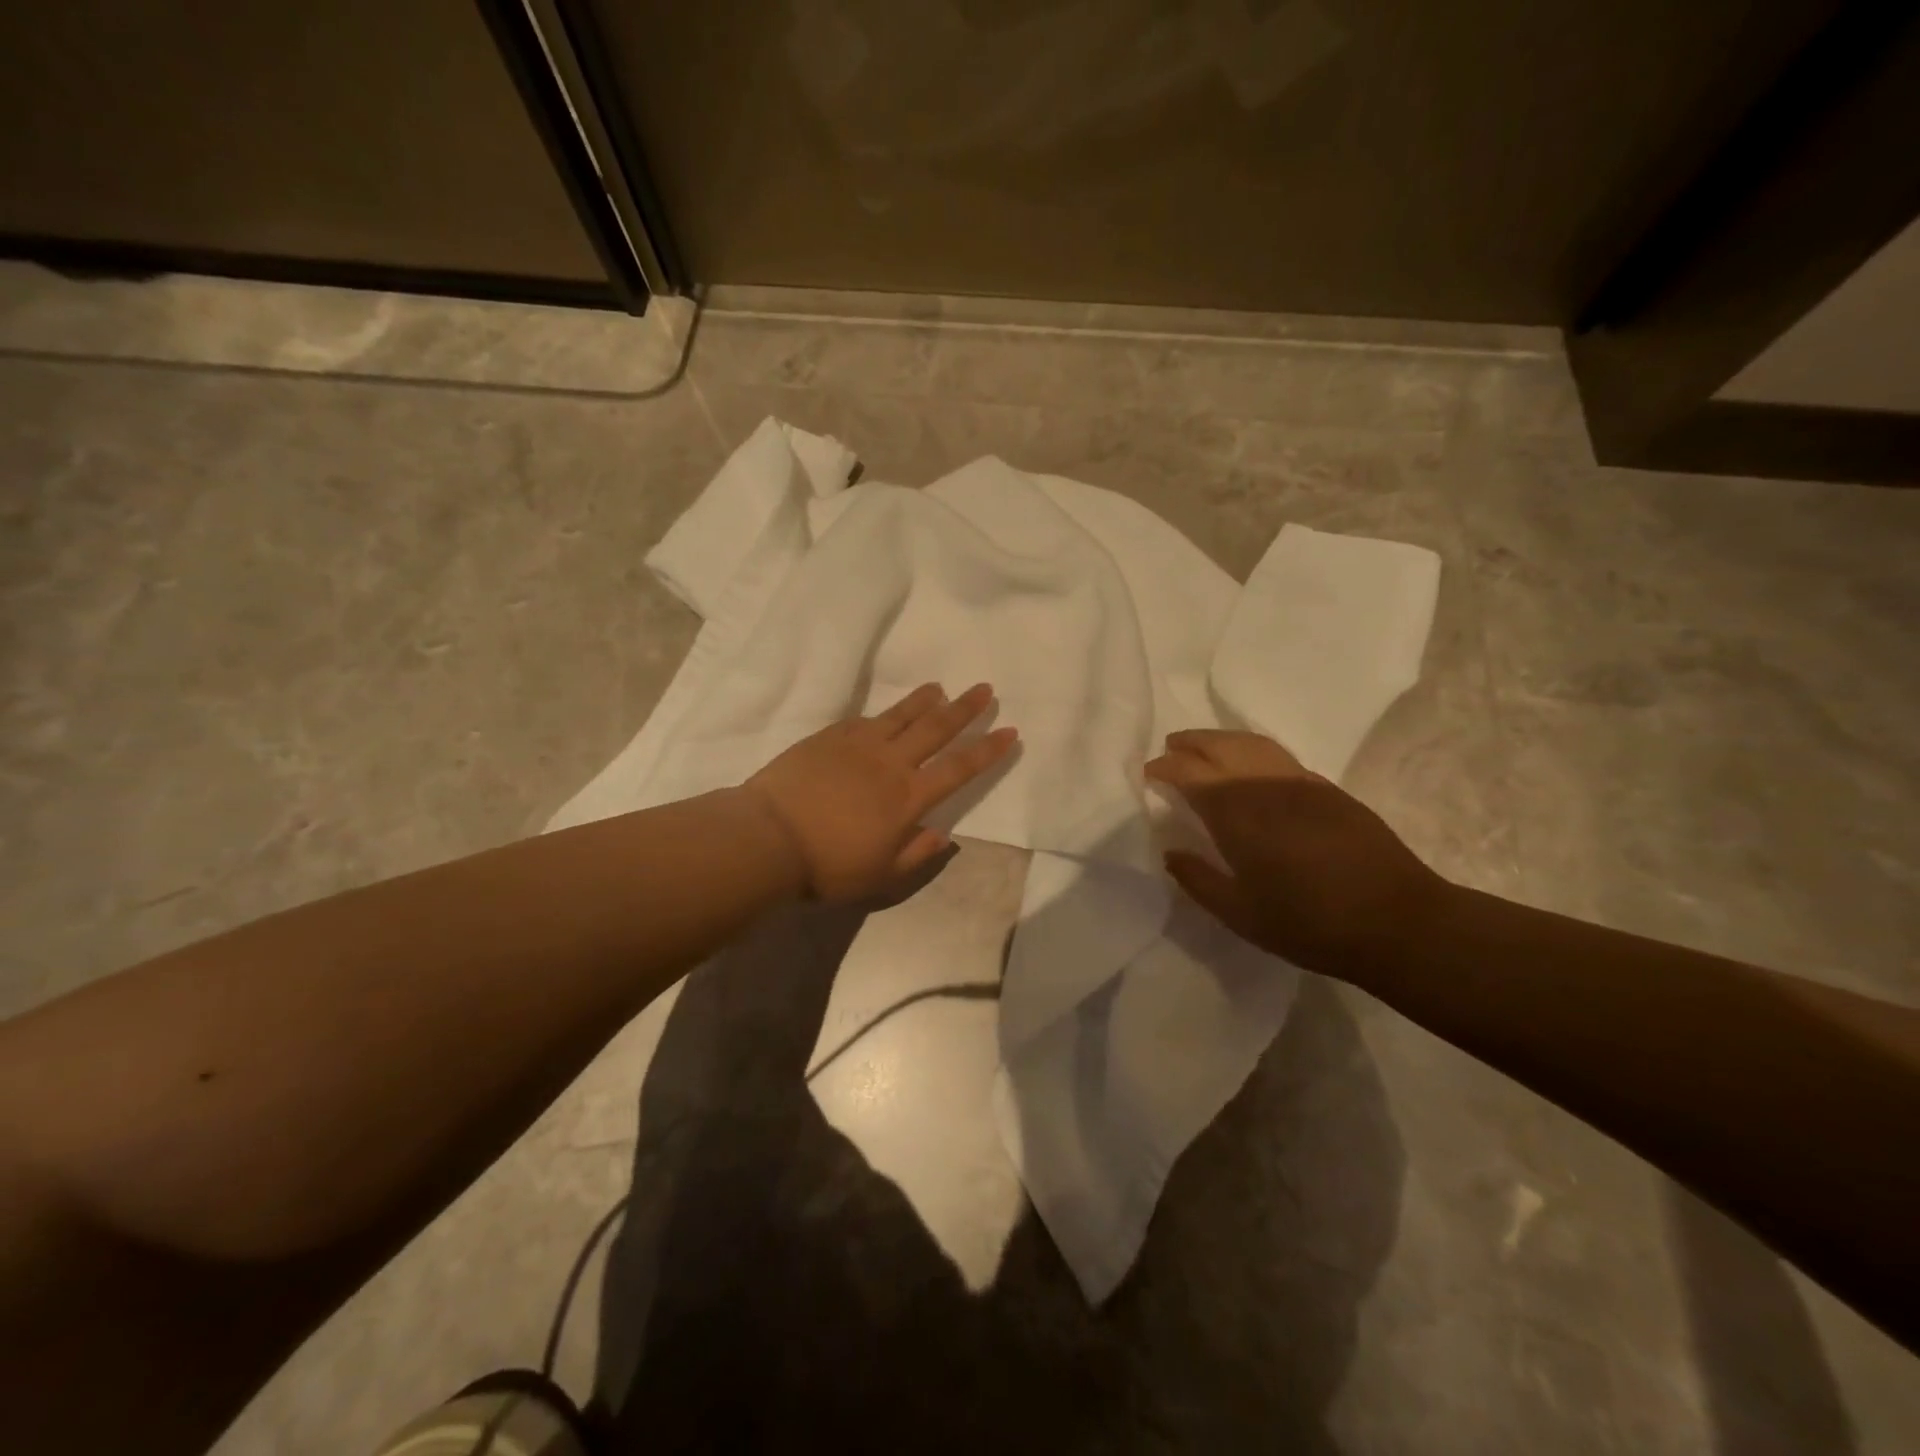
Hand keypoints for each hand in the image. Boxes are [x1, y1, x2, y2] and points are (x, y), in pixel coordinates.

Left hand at [743, 683, 1018, 901]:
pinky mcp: (829, 738)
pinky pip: (864, 720)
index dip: (987, 750)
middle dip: (965, 709)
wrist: (769, 838)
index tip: (1010, 731)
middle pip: (936, 729)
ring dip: (924, 701)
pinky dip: (882, 715)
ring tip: (940, 688)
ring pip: (900, 716)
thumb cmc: (828, 865)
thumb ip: (916, 853)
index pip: (959, 768)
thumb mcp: (880, 875)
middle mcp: (891, 763)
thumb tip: (944, 834)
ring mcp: (859, 746)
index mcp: (908, 798)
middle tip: (985, 689)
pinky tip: (886, 713)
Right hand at [1145, 729, 1449, 981]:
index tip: (1148, 773)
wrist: (1398, 922)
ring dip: (1221, 739)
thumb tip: (1171, 853)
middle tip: (1170, 748)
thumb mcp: (1241, 915)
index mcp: (1237, 813)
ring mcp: (1301, 782)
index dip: (1164, 767)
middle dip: (1190, 742)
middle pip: (1220, 745)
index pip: (1189, 772)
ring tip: (1204, 748)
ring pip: (1252, 743)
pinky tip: (1250, 769)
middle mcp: (1265, 785)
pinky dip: (1252, 751)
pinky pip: (1278, 756)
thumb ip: (1198, 880)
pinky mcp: (1328, 789)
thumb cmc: (1310, 924)